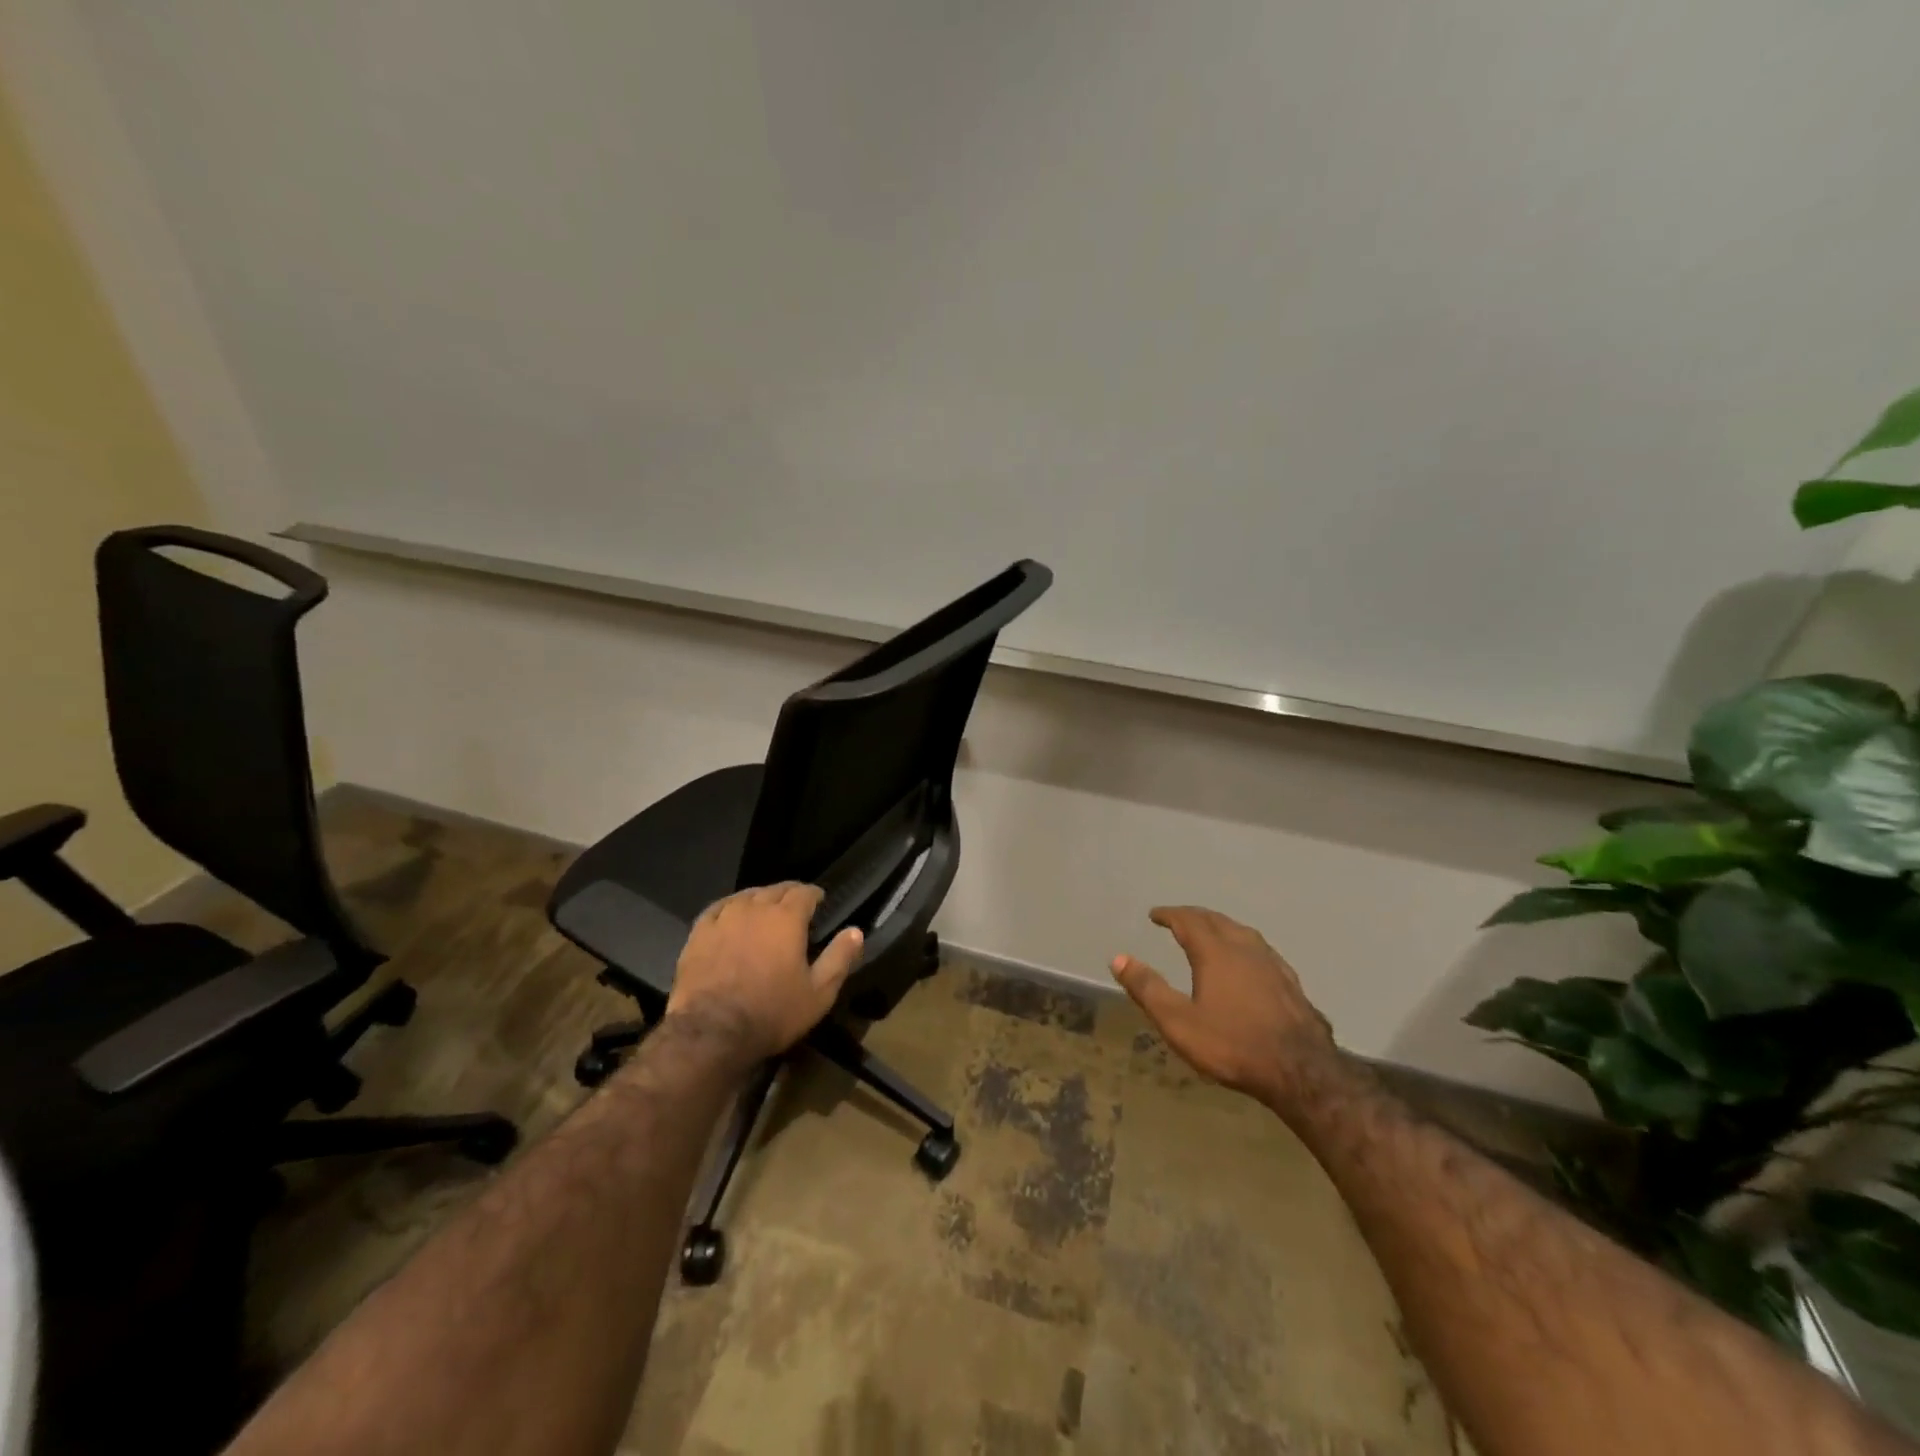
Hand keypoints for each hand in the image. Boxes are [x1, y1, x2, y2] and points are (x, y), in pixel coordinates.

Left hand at [666, 883, 863, 1062]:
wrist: (711, 1033)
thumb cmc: (772, 1013)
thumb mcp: (819, 993)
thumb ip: (839, 958)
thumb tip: (856, 931)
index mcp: (787, 918)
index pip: (804, 892)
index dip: (814, 894)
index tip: (820, 901)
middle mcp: (755, 908)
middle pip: (775, 889)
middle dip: (789, 894)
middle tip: (796, 907)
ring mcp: (723, 918)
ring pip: (746, 896)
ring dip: (760, 898)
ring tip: (765, 910)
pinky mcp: (698, 933)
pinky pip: (717, 908)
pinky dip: (729, 907)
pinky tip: (731, 914)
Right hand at [1111, 905, 1336, 1104]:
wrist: (1301, 1072)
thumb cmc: (1232, 1046)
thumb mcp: (1178, 1022)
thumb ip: (1148, 988)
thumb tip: (1118, 958)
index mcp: (1215, 953)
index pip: (1189, 921)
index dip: (1170, 915)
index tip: (1155, 914)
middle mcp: (1245, 949)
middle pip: (1217, 921)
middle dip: (1195, 916)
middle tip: (1179, 918)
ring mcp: (1273, 965)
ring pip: (1243, 933)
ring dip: (1222, 926)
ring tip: (1211, 932)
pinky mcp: (1292, 984)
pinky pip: (1262, 951)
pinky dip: (1245, 945)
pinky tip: (1250, 961)